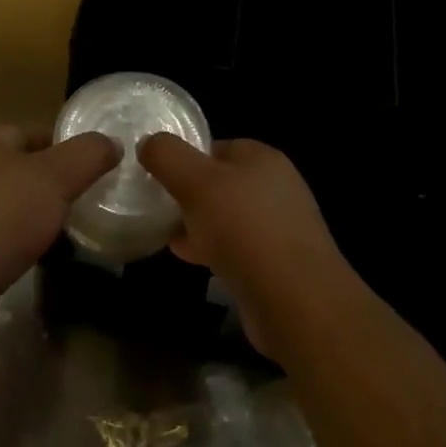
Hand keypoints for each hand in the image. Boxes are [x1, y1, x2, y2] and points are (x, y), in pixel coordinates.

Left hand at [0, 125, 117, 340]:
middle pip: (21, 167)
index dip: (66, 147)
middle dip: (50, 182)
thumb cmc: (2, 217)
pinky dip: (15, 240)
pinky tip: (34, 255)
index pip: (36, 132)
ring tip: (65, 229)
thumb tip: (111, 142)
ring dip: (33, 213)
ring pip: (7, 202)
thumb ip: (87, 155)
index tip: (93, 168)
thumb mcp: (56, 178)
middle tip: (84, 199)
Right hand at [139, 135, 355, 364]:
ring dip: (196, 224)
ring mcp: (279, 227)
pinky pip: (236, 248)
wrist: (297, 303)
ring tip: (165, 234)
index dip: (182, 158)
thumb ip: (167, 156)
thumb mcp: (196, 181)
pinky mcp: (277, 264)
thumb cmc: (245, 229)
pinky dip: (212, 250)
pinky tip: (190, 259)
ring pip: (226, 217)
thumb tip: (148, 143)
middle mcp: (275, 186)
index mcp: (261, 157)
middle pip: (219, 182)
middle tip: (156, 206)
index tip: (154, 175)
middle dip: (187, 194)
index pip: (214, 146)